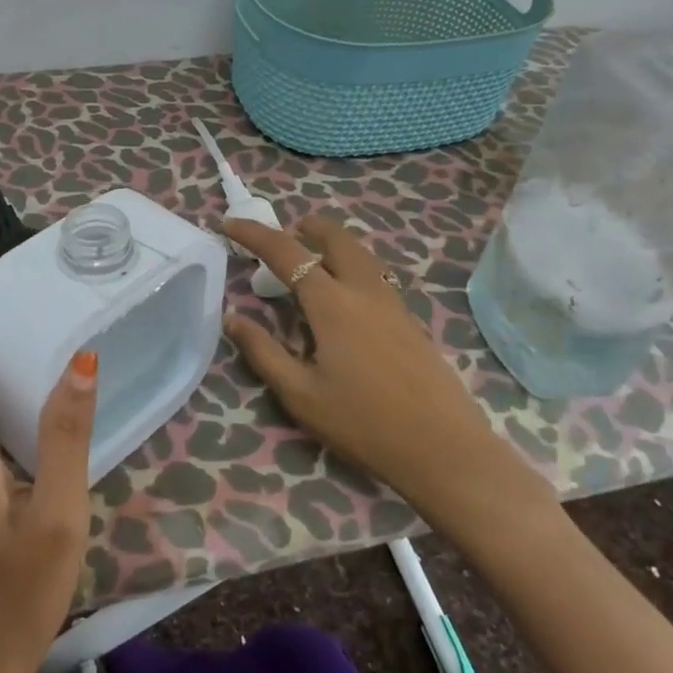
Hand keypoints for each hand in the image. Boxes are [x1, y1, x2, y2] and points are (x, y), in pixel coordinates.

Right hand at [222, 215, 555, 542]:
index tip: (229, 224)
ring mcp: (392, 302)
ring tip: (311, 259)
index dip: (254, 234)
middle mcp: (364, 290)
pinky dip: (350, 264)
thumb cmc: (363, 423)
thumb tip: (232, 318)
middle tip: (282, 236)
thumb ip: (263, 351)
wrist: (443, 448)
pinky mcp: (409, 319)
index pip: (286, 252)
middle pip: (335, 237)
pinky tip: (343, 296)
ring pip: (360, 252)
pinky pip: (374, 273)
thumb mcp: (300, 395)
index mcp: (332, 303)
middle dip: (305, 227)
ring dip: (331, 243)